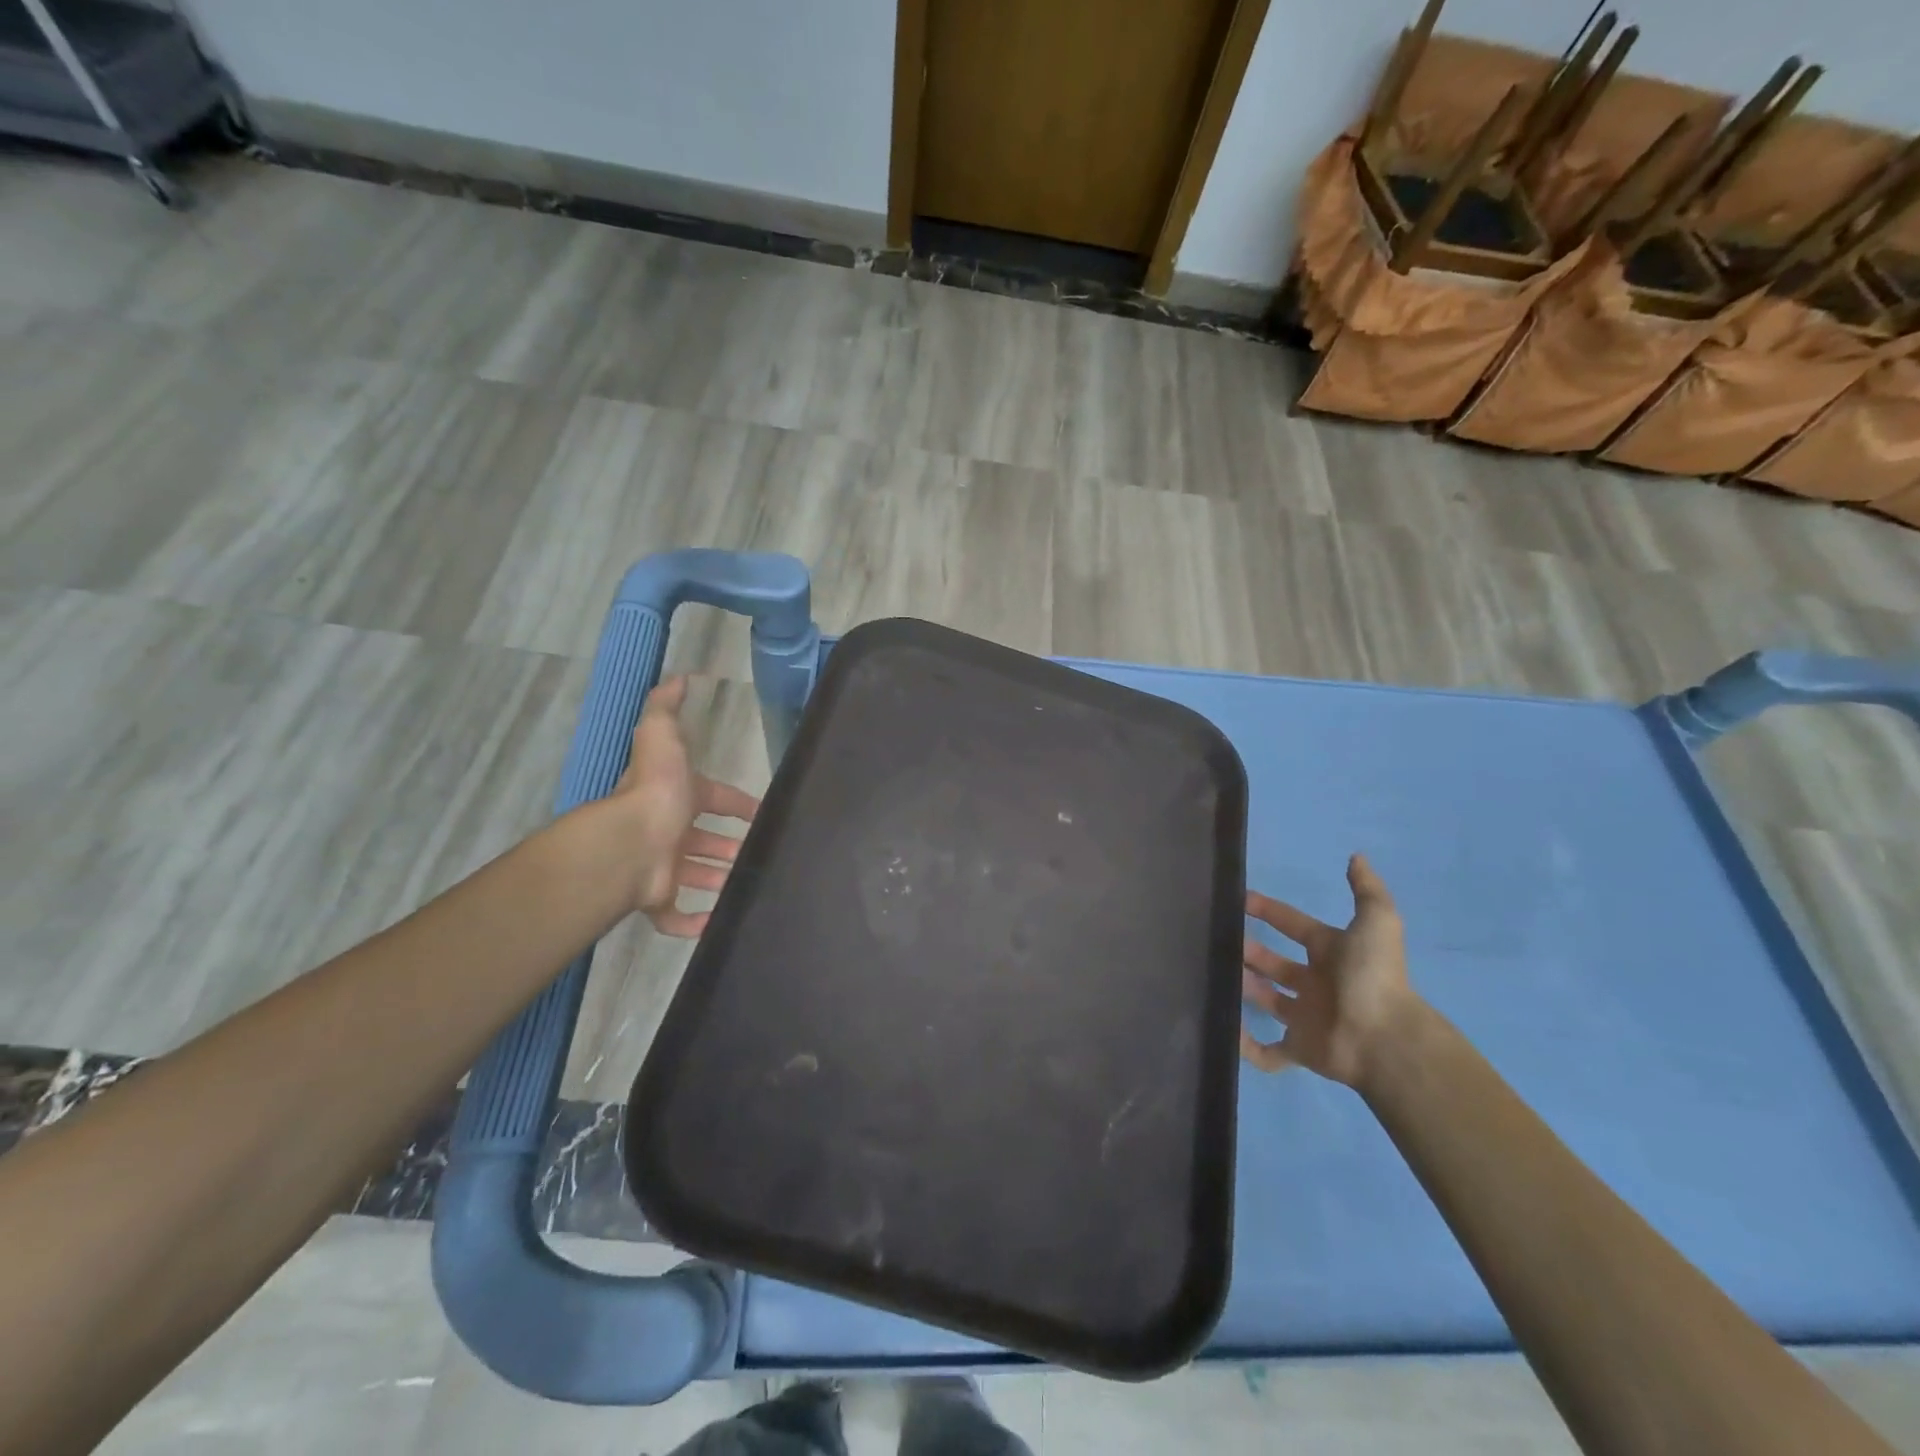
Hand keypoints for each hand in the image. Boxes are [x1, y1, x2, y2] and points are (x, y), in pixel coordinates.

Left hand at [606, 677, 759, 935]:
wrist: (628, 844)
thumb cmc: (654, 792)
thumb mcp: (662, 737)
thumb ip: (667, 708)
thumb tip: (679, 677)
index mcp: (675, 798)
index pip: (713, 797)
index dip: (737, 804)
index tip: (762, 812)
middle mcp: (668, 832)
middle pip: (704, 840)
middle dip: (728, 845)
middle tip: (758, 853)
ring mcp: (662, 868)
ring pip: (694, 876)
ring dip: (718, 880)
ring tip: (750, 884)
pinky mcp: (657, 900)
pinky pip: (676, 917)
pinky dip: (695, 924)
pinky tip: (717, 925)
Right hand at [1240, 855, 1418, 1088]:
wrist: (1384, 1039)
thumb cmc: (1372, 976)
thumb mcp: (1377, 921)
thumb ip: (1366, 889)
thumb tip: (1356, 856)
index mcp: (1331, 953)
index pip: (1294, 925)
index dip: (1268, 911)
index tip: (1238, 899)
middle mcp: (1317, 983)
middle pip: (1275, 963)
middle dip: (1249, 950)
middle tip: (1217, 939)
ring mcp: (1306, 1017)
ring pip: (1266, 999)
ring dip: (1243, 987)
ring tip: (1212, 973)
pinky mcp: (1299, 1050)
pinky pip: (1267, 1051)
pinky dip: (1245, 1045)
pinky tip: (1224, 1030)